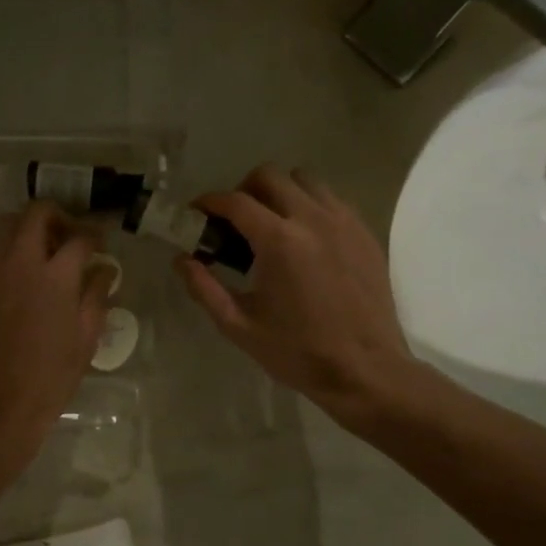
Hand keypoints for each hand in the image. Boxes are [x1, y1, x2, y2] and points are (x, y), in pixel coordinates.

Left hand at [0, 202, 110, 459]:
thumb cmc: (51, 376)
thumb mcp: (86, 337)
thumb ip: (96, 295)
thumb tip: (104, 268)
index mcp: (55, 275)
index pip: (79, 237)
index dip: (95, 236)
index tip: (100, 244)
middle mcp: (19, 262)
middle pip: (35, 213)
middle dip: (57, 216)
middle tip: (70, 236)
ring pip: (7, 227)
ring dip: (28, 230)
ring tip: (44, 254)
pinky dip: (9, 253)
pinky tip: (22, 279)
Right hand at [177, 165, 418, 429]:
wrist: (364, 369)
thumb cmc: (297, 352)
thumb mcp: (239, 326)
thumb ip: (204, 288)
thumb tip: (181, 260)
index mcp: (279, 241)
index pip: (235, 201)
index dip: (209, 203)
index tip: (196, 214)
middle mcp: (312, 219)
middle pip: (270, 176)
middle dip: (243, 191)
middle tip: (234, 222)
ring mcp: (344, 222)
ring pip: (305, 180)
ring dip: (280, 193)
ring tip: (271, 225)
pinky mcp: (365, 233)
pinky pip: (331, 200)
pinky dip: (310, 206)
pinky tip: (303, 240)